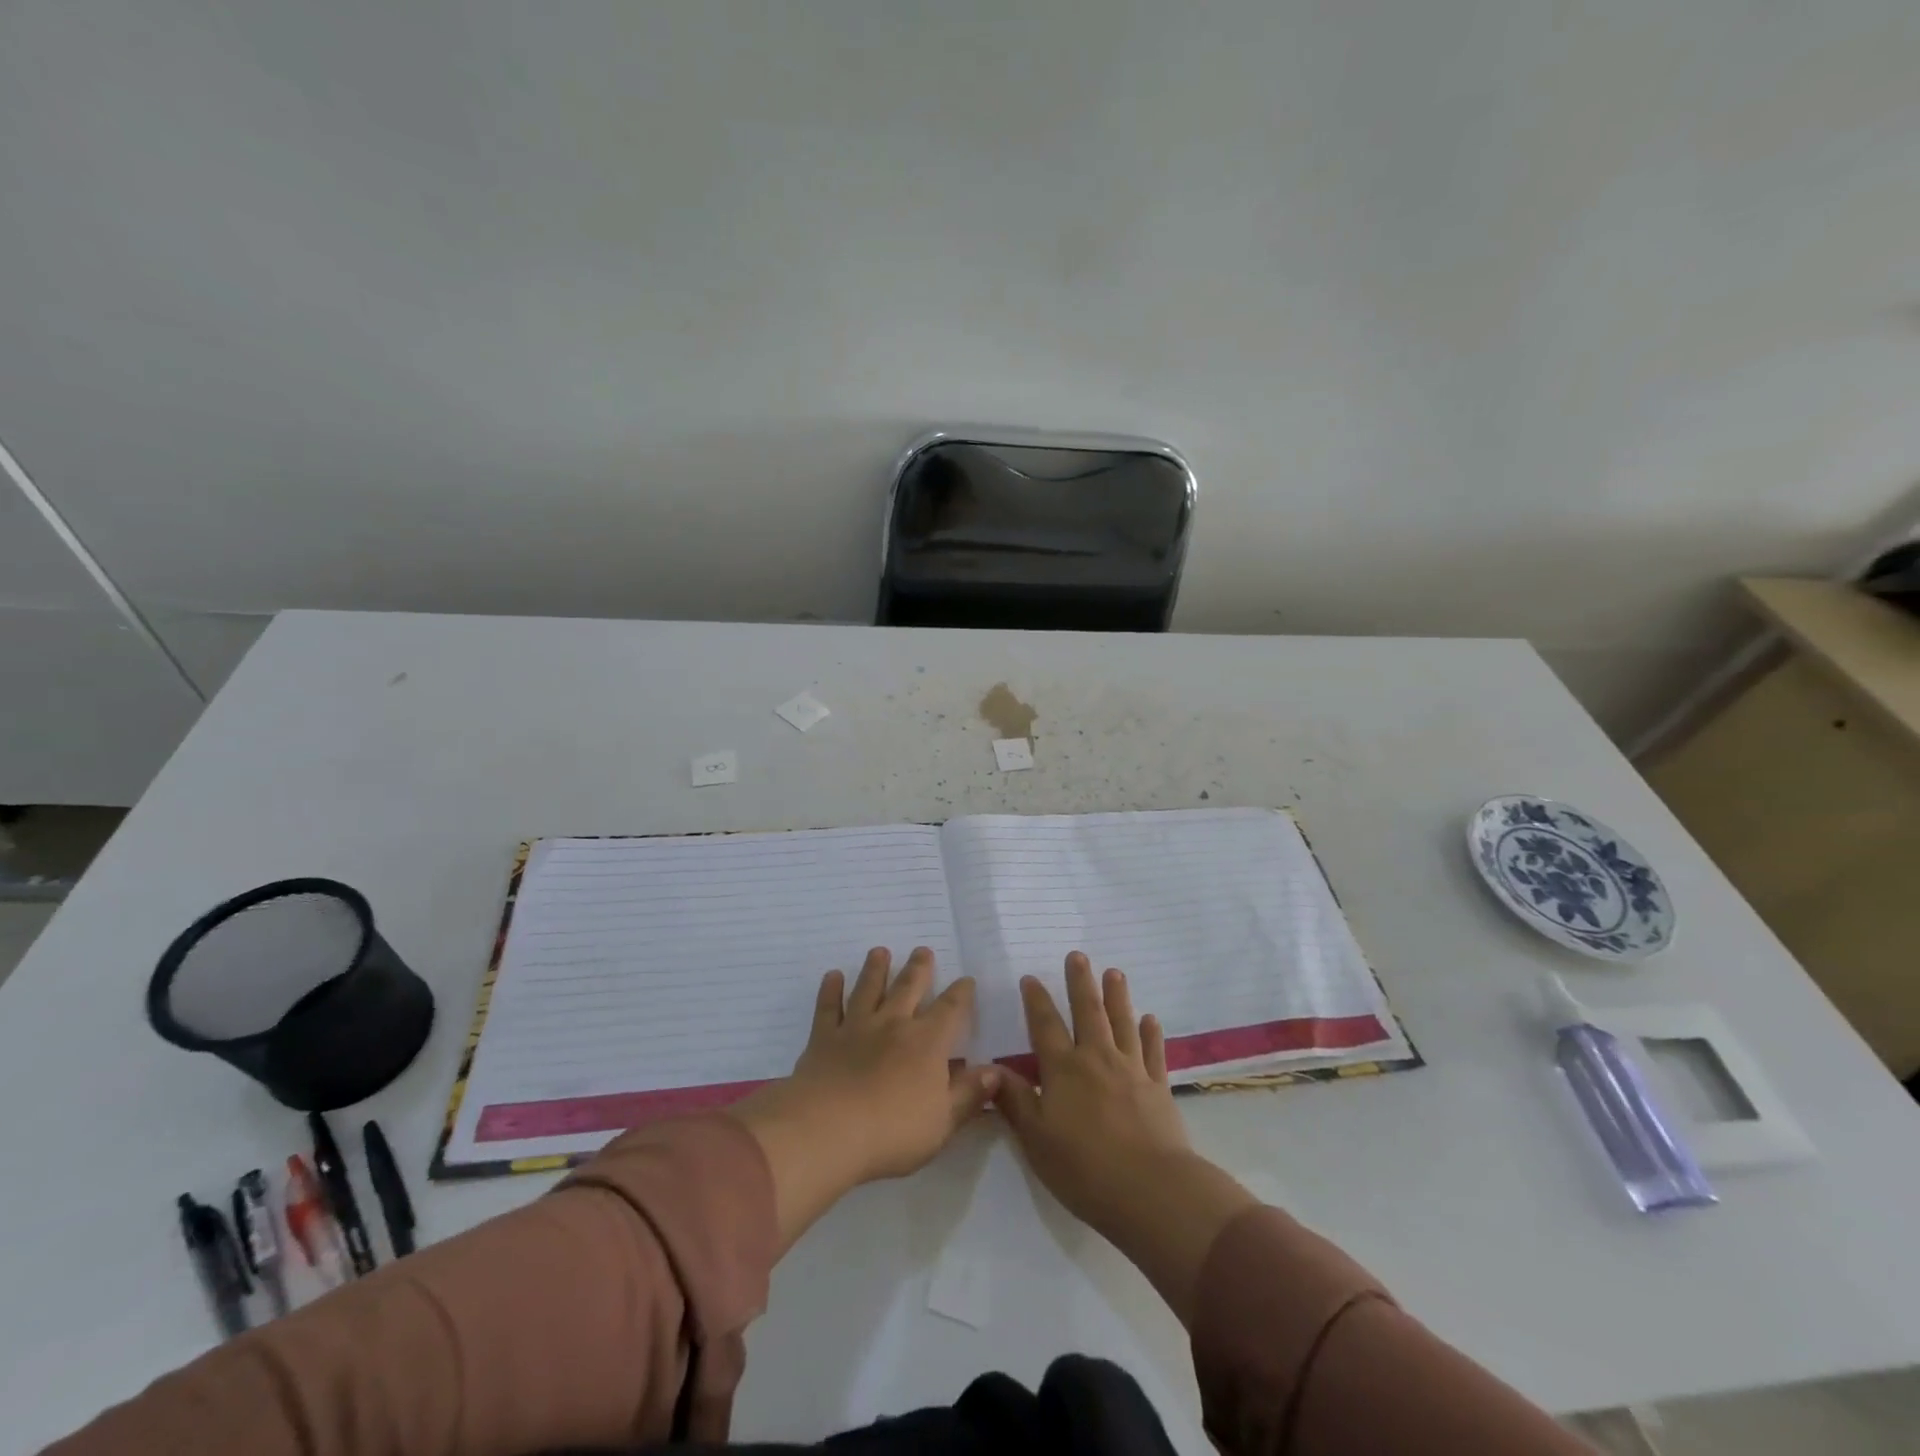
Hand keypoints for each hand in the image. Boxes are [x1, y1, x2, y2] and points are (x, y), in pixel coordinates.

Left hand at [731, 948, 1000, 1248]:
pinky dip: (830, 990)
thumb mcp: (943, 1122)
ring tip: (880, 951)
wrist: (828, 1130)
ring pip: (868, 989)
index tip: (966, 980)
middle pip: (908, 987)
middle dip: (918, 968)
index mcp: (926, 1043)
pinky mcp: (824, 1038)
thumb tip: (996, 1071)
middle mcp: (893, 1024)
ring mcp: (856, 1027)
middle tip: (922, 950)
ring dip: (875, 969)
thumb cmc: (893, 1132)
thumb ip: (969, 1094)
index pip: (950, 1010)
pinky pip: (828, 1007)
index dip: (960, 994)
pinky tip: (833, 976)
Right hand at [992, 952, 1190, 1234]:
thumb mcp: (1036, 1139)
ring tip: (1114, 973)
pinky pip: (1153, 1051)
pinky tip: (1150, 1020)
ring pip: (1122, 1022)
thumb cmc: (1084, 1168)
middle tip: (1078, 956)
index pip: (1045, 1026)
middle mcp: (1096, 1059)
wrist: (1151, 1190)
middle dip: (1080, 982)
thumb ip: (1016, 1101)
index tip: (1031, 977)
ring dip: (1117, 996)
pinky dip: (1151, 1033)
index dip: (1037, 1000)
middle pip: (1088, 1012)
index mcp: (1063, 1070)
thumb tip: (992, 1069)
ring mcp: (1131, 1070)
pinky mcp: (1158, 1087)